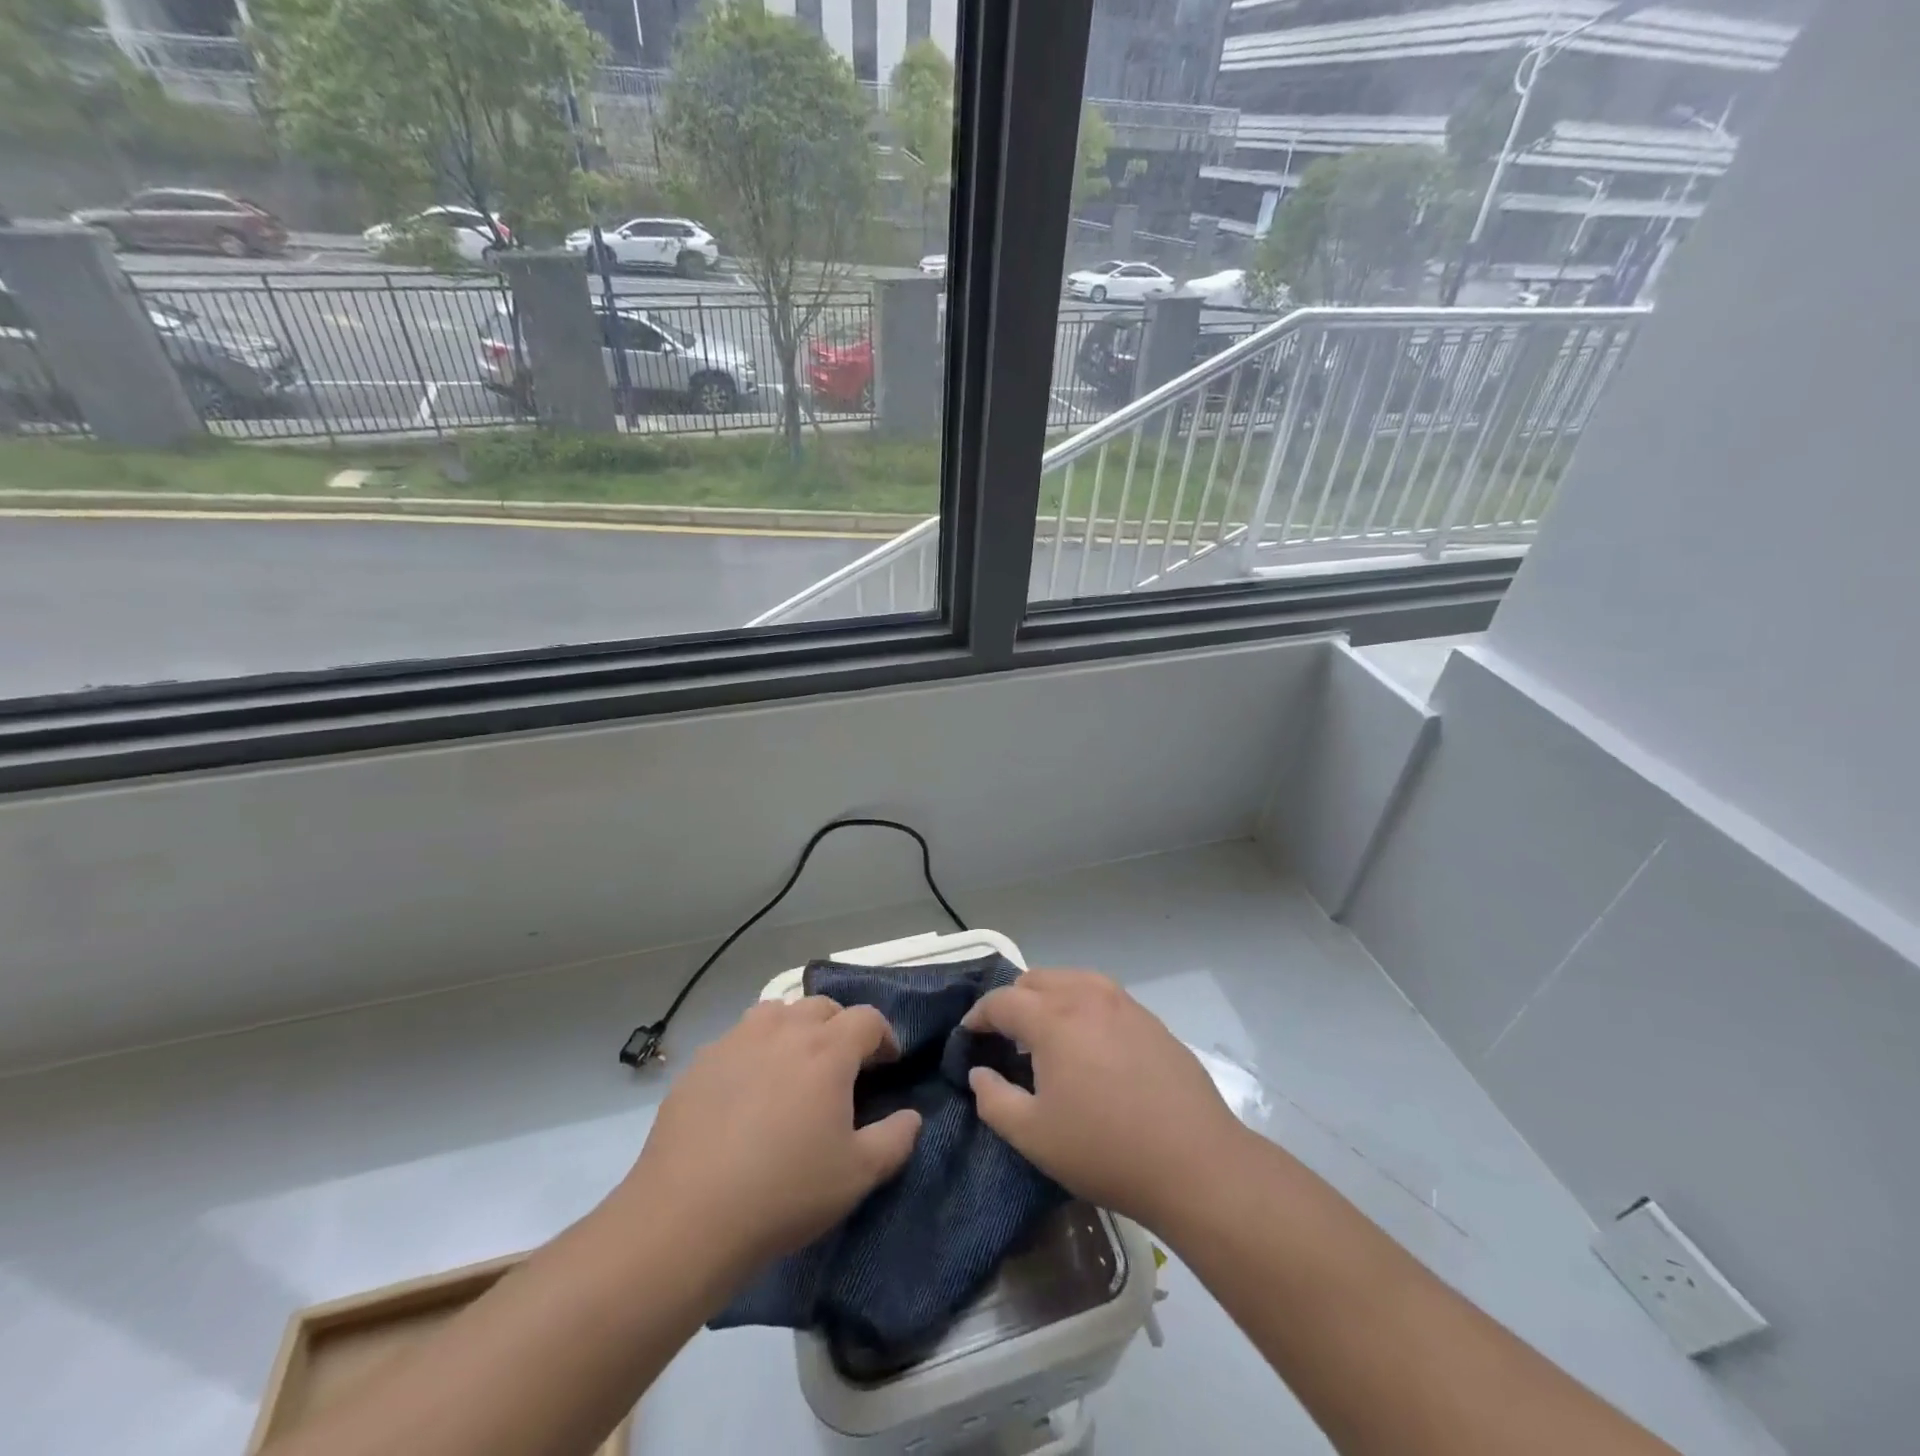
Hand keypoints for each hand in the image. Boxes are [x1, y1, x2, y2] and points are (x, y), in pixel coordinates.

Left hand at [621, 998, 921, 1271]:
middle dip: (841, 1028)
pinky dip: (754, 1050)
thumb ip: (895, 1139)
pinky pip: (738, 1038)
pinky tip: (748, 1091)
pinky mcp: (701, 1063)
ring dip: (795, 1028)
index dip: (884, 1036)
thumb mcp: (856, 1176)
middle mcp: (783, 1031)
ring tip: (794, 1066)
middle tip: (843, 1066)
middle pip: (822, 1007)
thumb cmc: (784, 1193)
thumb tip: (911, 1116)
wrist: (686, 1218)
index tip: (887, 1063)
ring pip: (777, 1012)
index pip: (867, 1018)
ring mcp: (737, 1041)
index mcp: (827, 1050)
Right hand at [963, 969, 1247, 1230]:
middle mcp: (1087, 996)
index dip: (979, 1015)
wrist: (1196, 1162)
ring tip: (1046, 1034)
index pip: (1002, 1000)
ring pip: (1072, 980)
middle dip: (1013, 1001)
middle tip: (1006, 1037)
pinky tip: (1089, 1043)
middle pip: (1036, 980)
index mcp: (1053, 1017)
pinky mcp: (1151, 1019)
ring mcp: (1124, 1003)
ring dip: (1049, 997)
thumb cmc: (1105, 1149)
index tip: (969, 1035)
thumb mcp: (1034, 1136)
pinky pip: (1103, 996)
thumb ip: (994, 1100)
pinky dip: (1082, 1005)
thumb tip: (979, 1073)